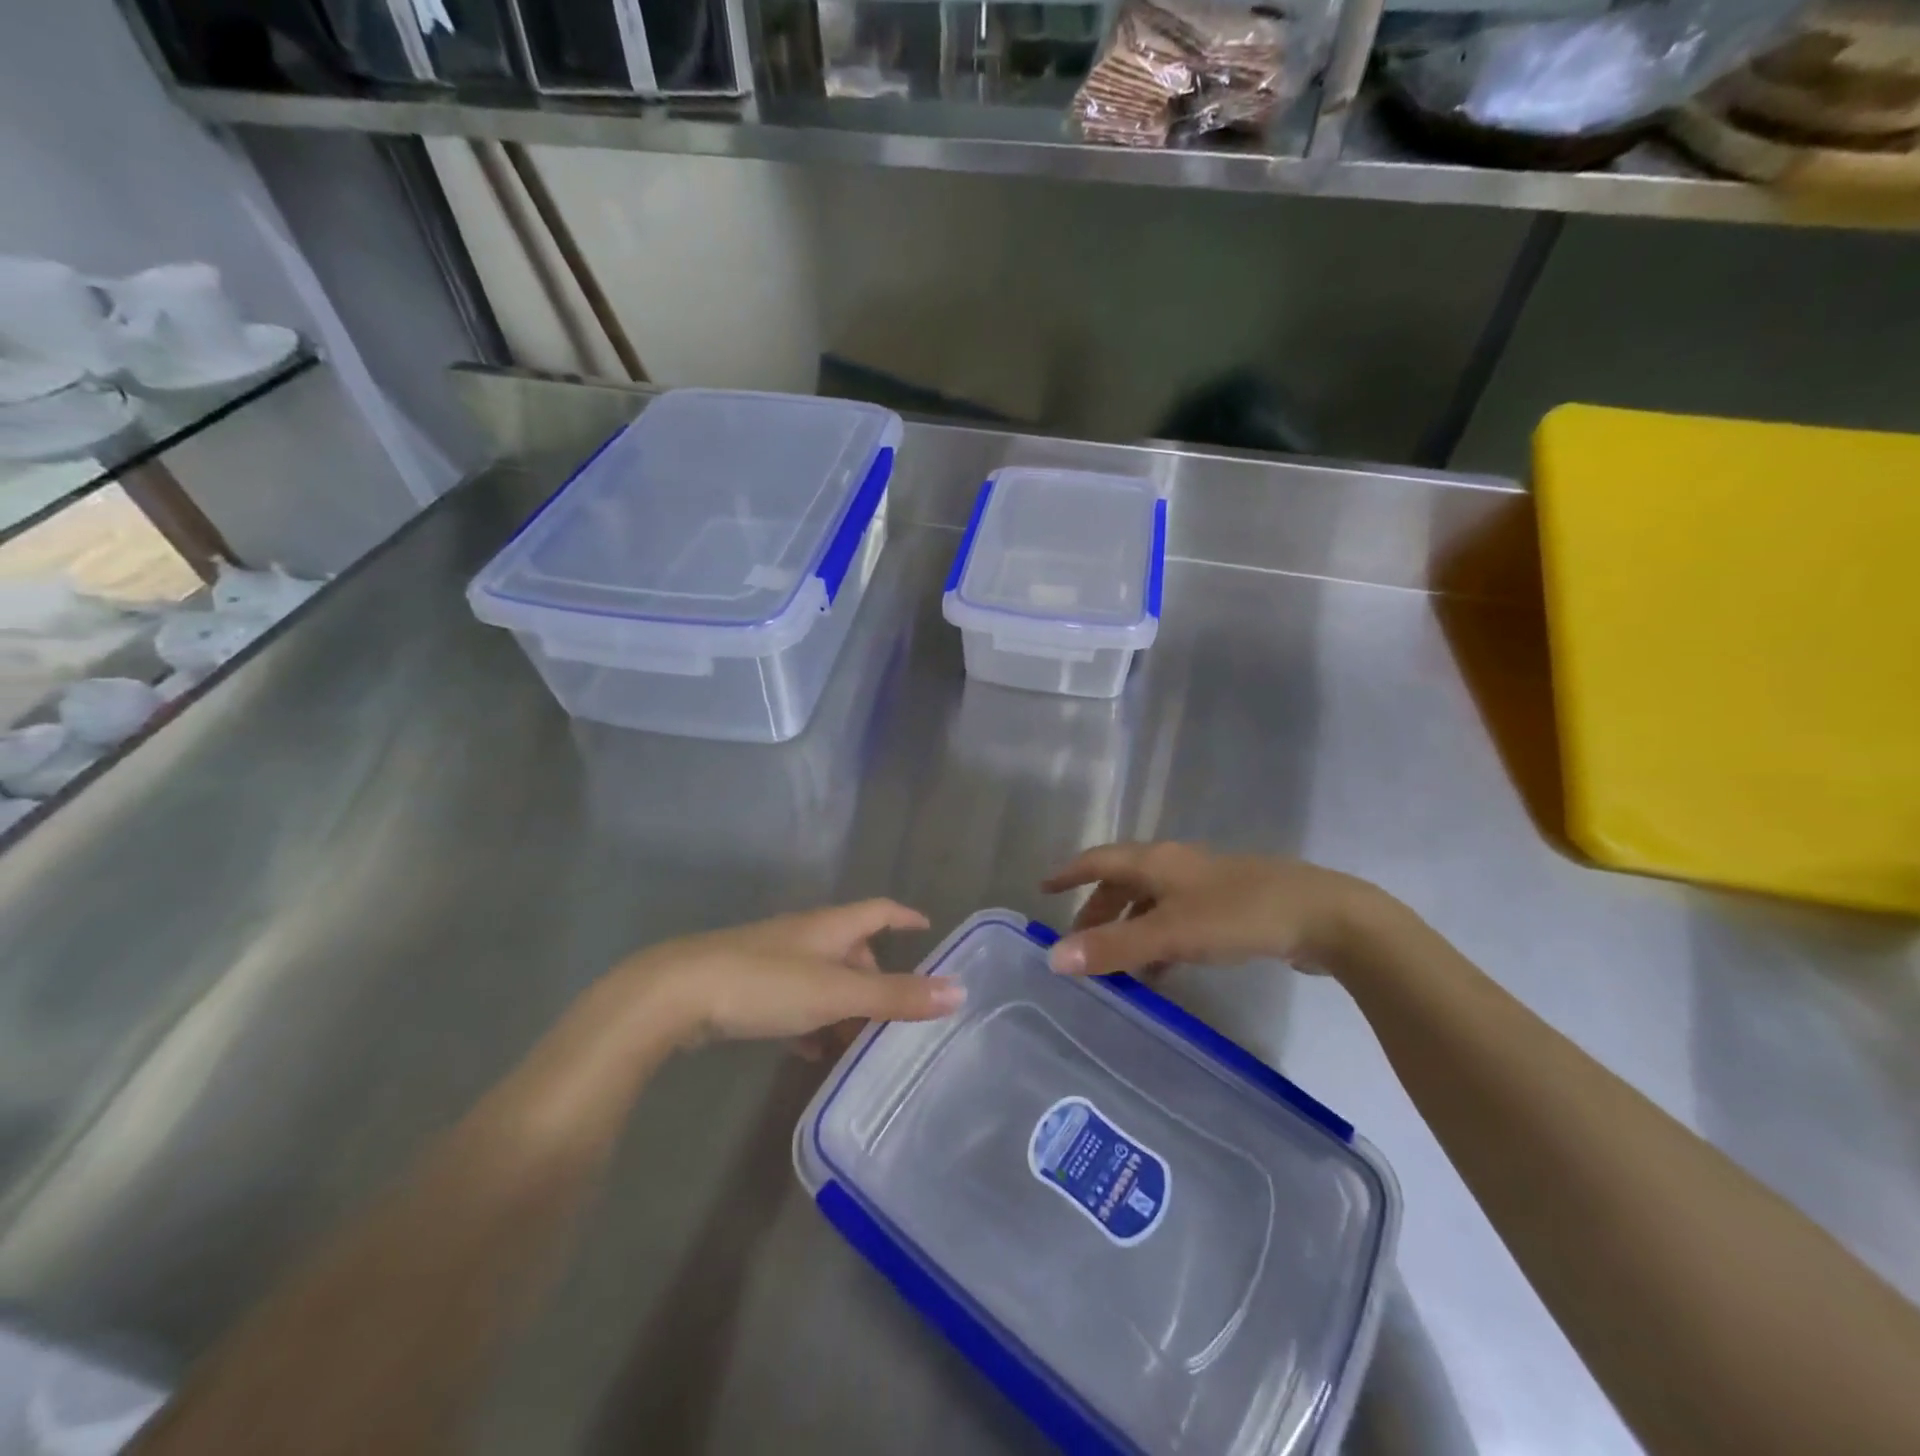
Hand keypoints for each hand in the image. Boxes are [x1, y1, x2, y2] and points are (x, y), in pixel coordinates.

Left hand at [617, 900, 963, 1046]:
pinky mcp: (746, 986)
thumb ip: (895, 995)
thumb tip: (959, 990)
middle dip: (875, 975)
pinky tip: (809, 1050)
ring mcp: (772, 960)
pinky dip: (810, 1020)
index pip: (878, 911)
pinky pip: (793, 999)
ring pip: (822, 977)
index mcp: (829, 927)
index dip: (904, 917)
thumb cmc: (765, 984)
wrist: (675, 994)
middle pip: (851, 948)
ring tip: (856, 1041)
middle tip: (893, 1011)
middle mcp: (804, 936)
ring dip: (843, 1004)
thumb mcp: (836, 992)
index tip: (927, 927)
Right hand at [1040, 842, 1385, 978]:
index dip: (1070, 874)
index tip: (1043, 888)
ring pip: (1152, 904)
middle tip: (1078, 941)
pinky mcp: (1230, 908)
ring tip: (1114, 966)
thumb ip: (1114, 947)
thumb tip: (1054, 957)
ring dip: (1128, 930)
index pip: (1099, 860)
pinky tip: (1161, 973)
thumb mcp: (1170, 933)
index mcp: (1157, 862)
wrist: (1323, 916)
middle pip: (1124, 882)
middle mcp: (1177, 866)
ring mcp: (1206, 886)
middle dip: (1098, 910)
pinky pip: (1178, 922)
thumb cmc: (1239, 915)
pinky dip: (1159, 942)